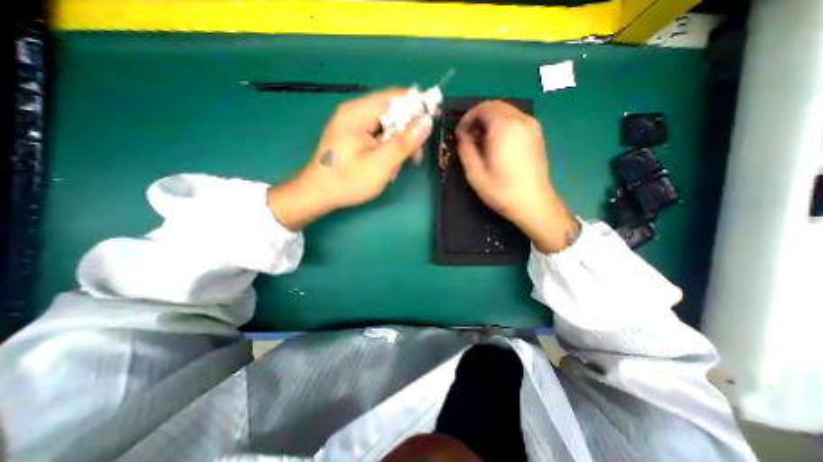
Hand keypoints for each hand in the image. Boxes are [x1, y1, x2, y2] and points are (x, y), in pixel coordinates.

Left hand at [270, 87, 436, 227]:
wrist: (318, 195)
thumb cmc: (348, 181)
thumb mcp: (380, 165)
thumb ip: (404, 142)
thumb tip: (427, 121)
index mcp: (358, 113)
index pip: (395, 97)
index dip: (417, 106)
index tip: (434, 119)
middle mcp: (354, 112)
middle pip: (392, 111)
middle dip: (408, 132)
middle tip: (415, 155)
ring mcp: (352, 124)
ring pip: (387, 125)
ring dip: (399, 143)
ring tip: (400, 165)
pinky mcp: (353, 135)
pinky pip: (378, 135)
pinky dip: (388, 148)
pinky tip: (388, 165)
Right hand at [456, 102, 576, 252]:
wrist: (533, 204)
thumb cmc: (501, 191)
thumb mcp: (475, 173)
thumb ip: (465, 149)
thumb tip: (462, 135)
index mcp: (504, 127)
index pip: (482, 107)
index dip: (467, 118)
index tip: (460, 134)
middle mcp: (521, 120)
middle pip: (495, 106)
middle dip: (478, 118)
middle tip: (469, 138)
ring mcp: (532, 126)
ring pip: (506, 112)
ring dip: (490, 122)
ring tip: (482, 143)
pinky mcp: (537, 135)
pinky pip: (515, 120)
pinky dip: (502, 126)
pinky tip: (497, 145)